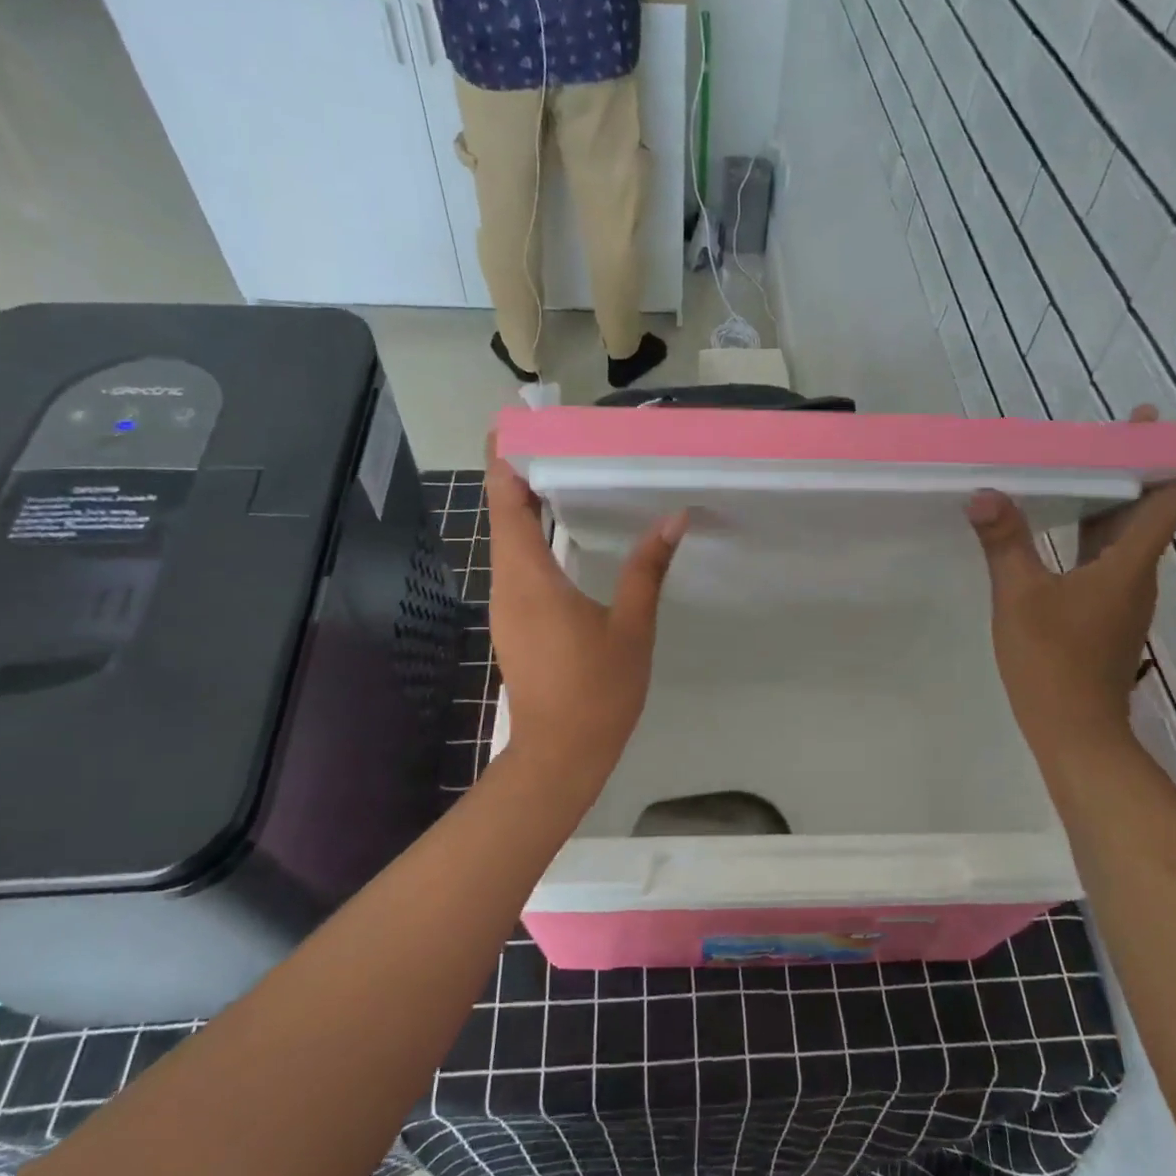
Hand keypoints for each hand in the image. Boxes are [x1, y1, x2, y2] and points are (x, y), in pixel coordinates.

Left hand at [484, 437, 687, 777]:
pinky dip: (533, 534)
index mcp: (529, 577)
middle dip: (518, 471)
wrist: (561, 753)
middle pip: (503, 514)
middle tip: (552, 434)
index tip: (515, 422)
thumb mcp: (630, 626)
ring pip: (509, 539)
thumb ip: (647, 569)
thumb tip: (672, 518)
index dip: (504, 458)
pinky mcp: (516, 621)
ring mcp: (507, 604)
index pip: (506, 503)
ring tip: (561, 468)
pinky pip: (518, 562)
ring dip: (526, 503)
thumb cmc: (596, 690)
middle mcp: (508, 584)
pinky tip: (562, 527)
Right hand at [966, 405, 1175, 754]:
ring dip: (1120, 494)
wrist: (1076, 732)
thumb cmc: (1053, 661)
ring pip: (1130, 533)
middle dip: (1145, 462)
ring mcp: (1123, 597)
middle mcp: (1137, 575)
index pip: (1168, 499)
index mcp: (1130, 564)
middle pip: (1151, 508)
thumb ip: (1005, 543)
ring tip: (1098, 460)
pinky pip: (1109, 556)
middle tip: (1133, 421)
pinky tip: (1071, 522)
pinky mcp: (1105, 614)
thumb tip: (985, 493)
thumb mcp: (1020, 597)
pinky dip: (1098, 527)